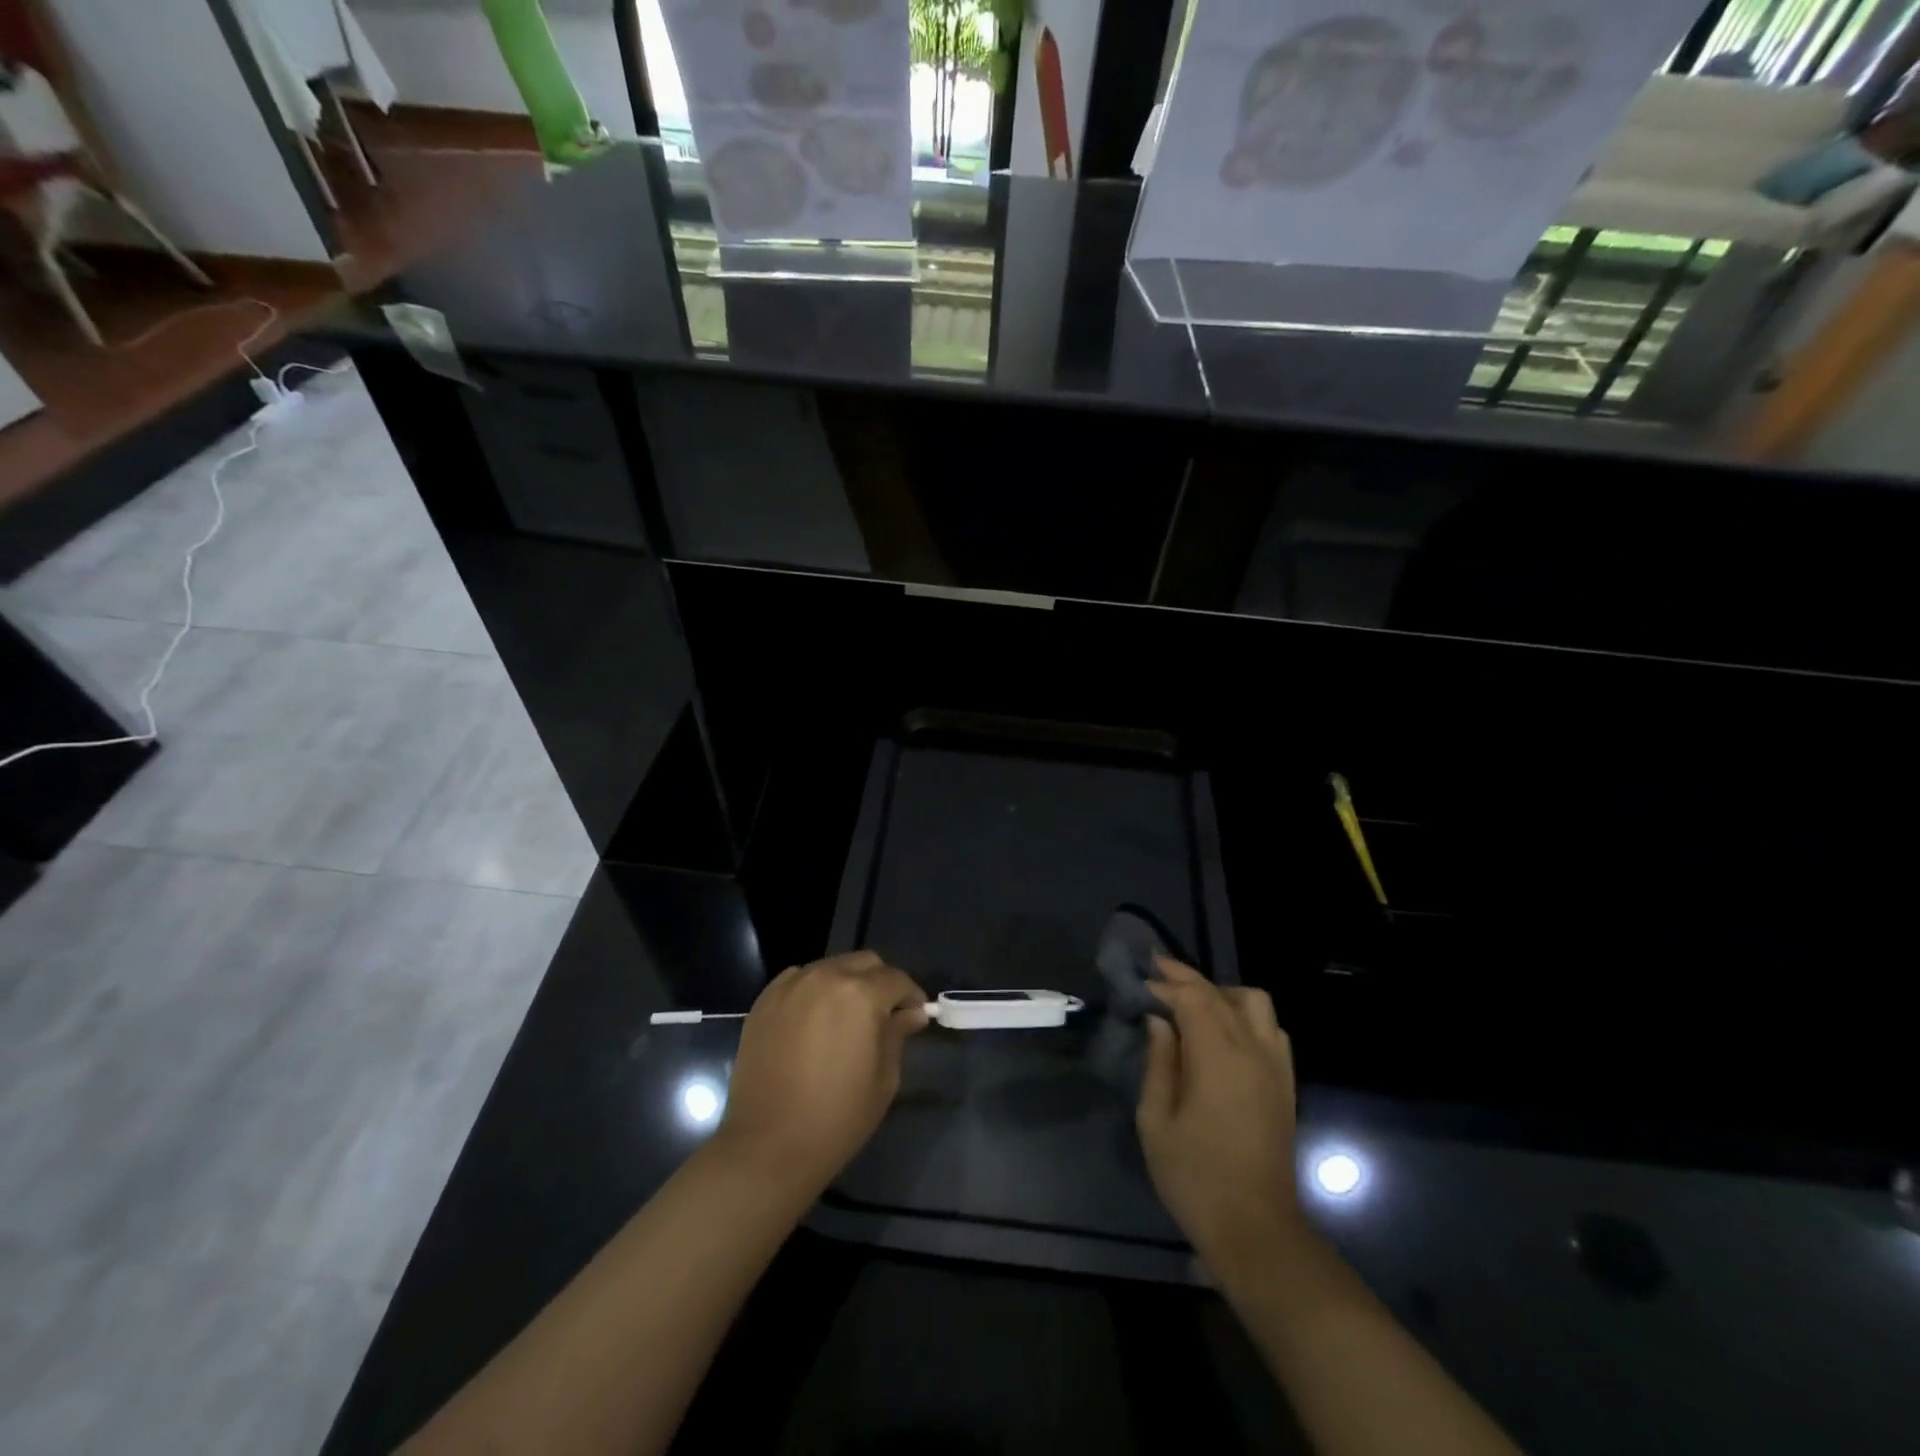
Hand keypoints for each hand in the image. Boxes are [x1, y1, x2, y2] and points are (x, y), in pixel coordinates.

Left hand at [714, 951, 928, 1196]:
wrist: (768, 1146)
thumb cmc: (837, 1117)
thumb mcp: (884, 1078)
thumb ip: (898, 1034)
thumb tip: (911, 1013)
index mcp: (861, 994)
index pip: (897, 979)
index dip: (911, 996)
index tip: (915, 1016)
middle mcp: (826, 977)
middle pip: (864, 963)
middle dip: (881, 983)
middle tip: (884, 1015)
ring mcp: (791, 986)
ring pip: (831, 967)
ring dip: (847, 984)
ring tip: (847, 1018)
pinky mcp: (764, 1001)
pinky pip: (799, 979)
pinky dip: (814, 990)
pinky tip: (814, 1020)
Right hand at [1137, 955, 1302, 1272]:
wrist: (1256, 1230)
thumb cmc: (1195, 1177)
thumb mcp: (1156, 1121)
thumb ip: (1159, 1063)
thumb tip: (1159, 1022)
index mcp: (1218, 1057)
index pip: (1193, 998)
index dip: (1166, 983)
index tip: (1141, 980)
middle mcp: (1252, 1050)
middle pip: (1221, 994)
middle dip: (1187, 979)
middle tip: (1157, 973)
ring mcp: (1275, 1066)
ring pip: (1255, 1002)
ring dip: (1222, 993)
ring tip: (1193, 1003)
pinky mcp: (1286, 1084)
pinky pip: (1271, 1029)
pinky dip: (1246, 1016)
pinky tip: (1225, 1032)